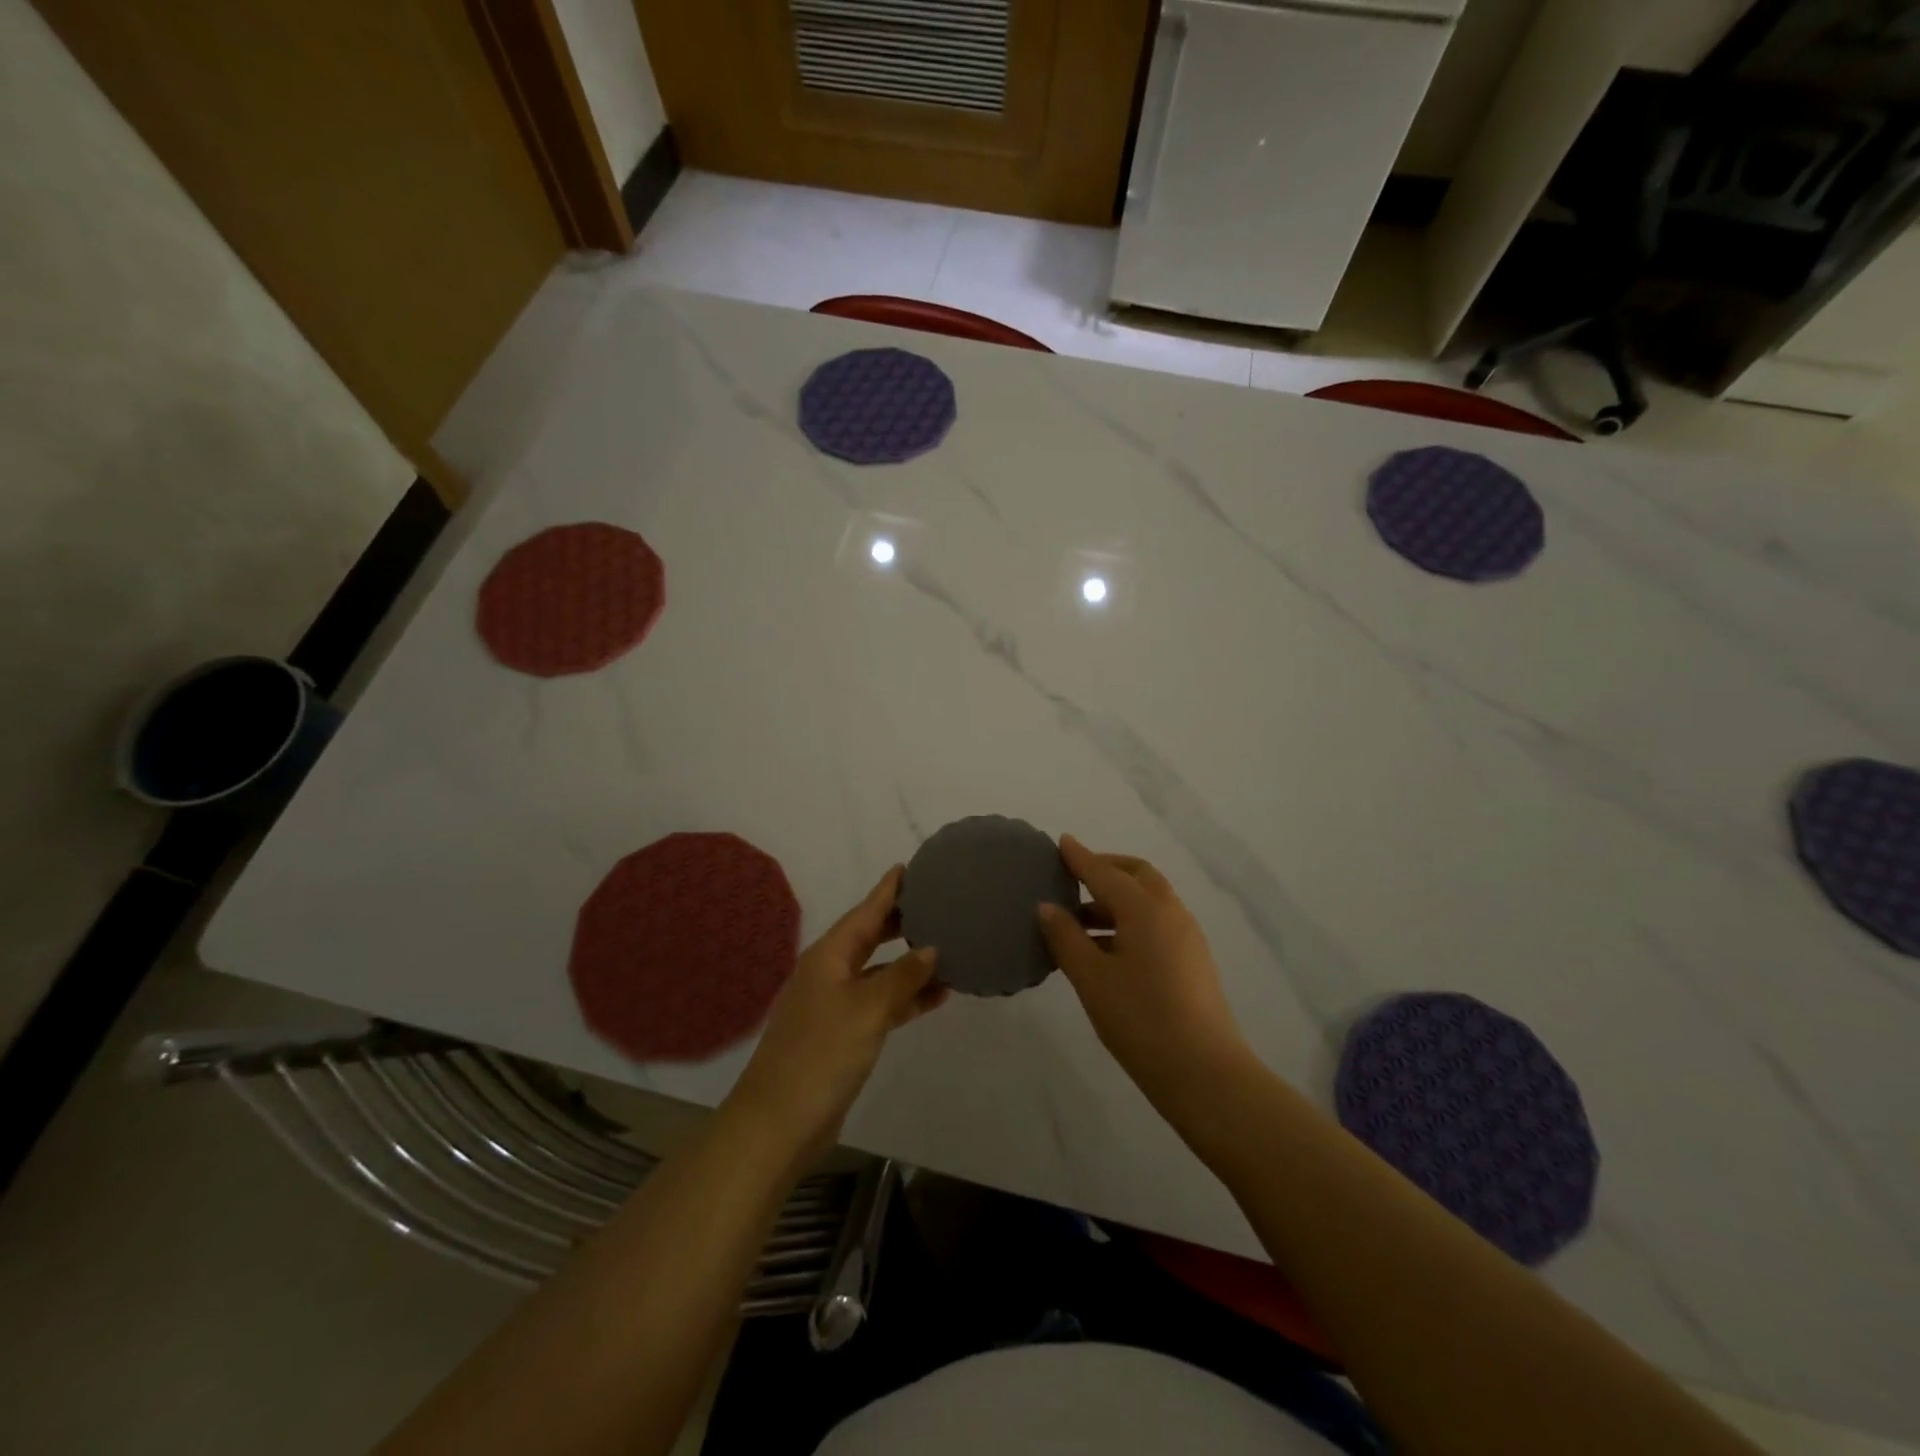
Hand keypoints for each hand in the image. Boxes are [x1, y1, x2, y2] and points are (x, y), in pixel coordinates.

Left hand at [726, 866, 947, 1163]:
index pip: (864, 913)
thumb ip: (902, 977)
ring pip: (880, 973)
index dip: (887, 891)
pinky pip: (881, 1004)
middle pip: (871, 938)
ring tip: (949, 949)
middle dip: (901, 923)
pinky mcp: (844, 1035)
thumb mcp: (867, 1009)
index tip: (908, 868)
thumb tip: (931, 948)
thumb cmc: (821, 1053)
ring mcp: (835, 1006)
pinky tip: (937, 996)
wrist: (779, 1123)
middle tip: (937, 904)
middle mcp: (830, 973)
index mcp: (828, 956)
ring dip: (911, 965)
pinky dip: (906, 998)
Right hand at [1038, 835, 1247, 1100]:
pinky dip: (1132, 919)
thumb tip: (1047, 907)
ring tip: (1081, 922)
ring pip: (1149, 900)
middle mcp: (1170, 912)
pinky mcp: (1194, 960)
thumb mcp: (1091, 979)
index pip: (1104, 872)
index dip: (1080, 857)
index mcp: (1145, 908)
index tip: (1061, 842)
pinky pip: (1158, 922)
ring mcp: (1187, 936)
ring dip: (1117, 899)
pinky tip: (1109, 949)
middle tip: (1074, 878)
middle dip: (1106, 869)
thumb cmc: (1140, 1020)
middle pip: (1137, 875)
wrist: (1205, 1073)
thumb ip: (1066, 938)